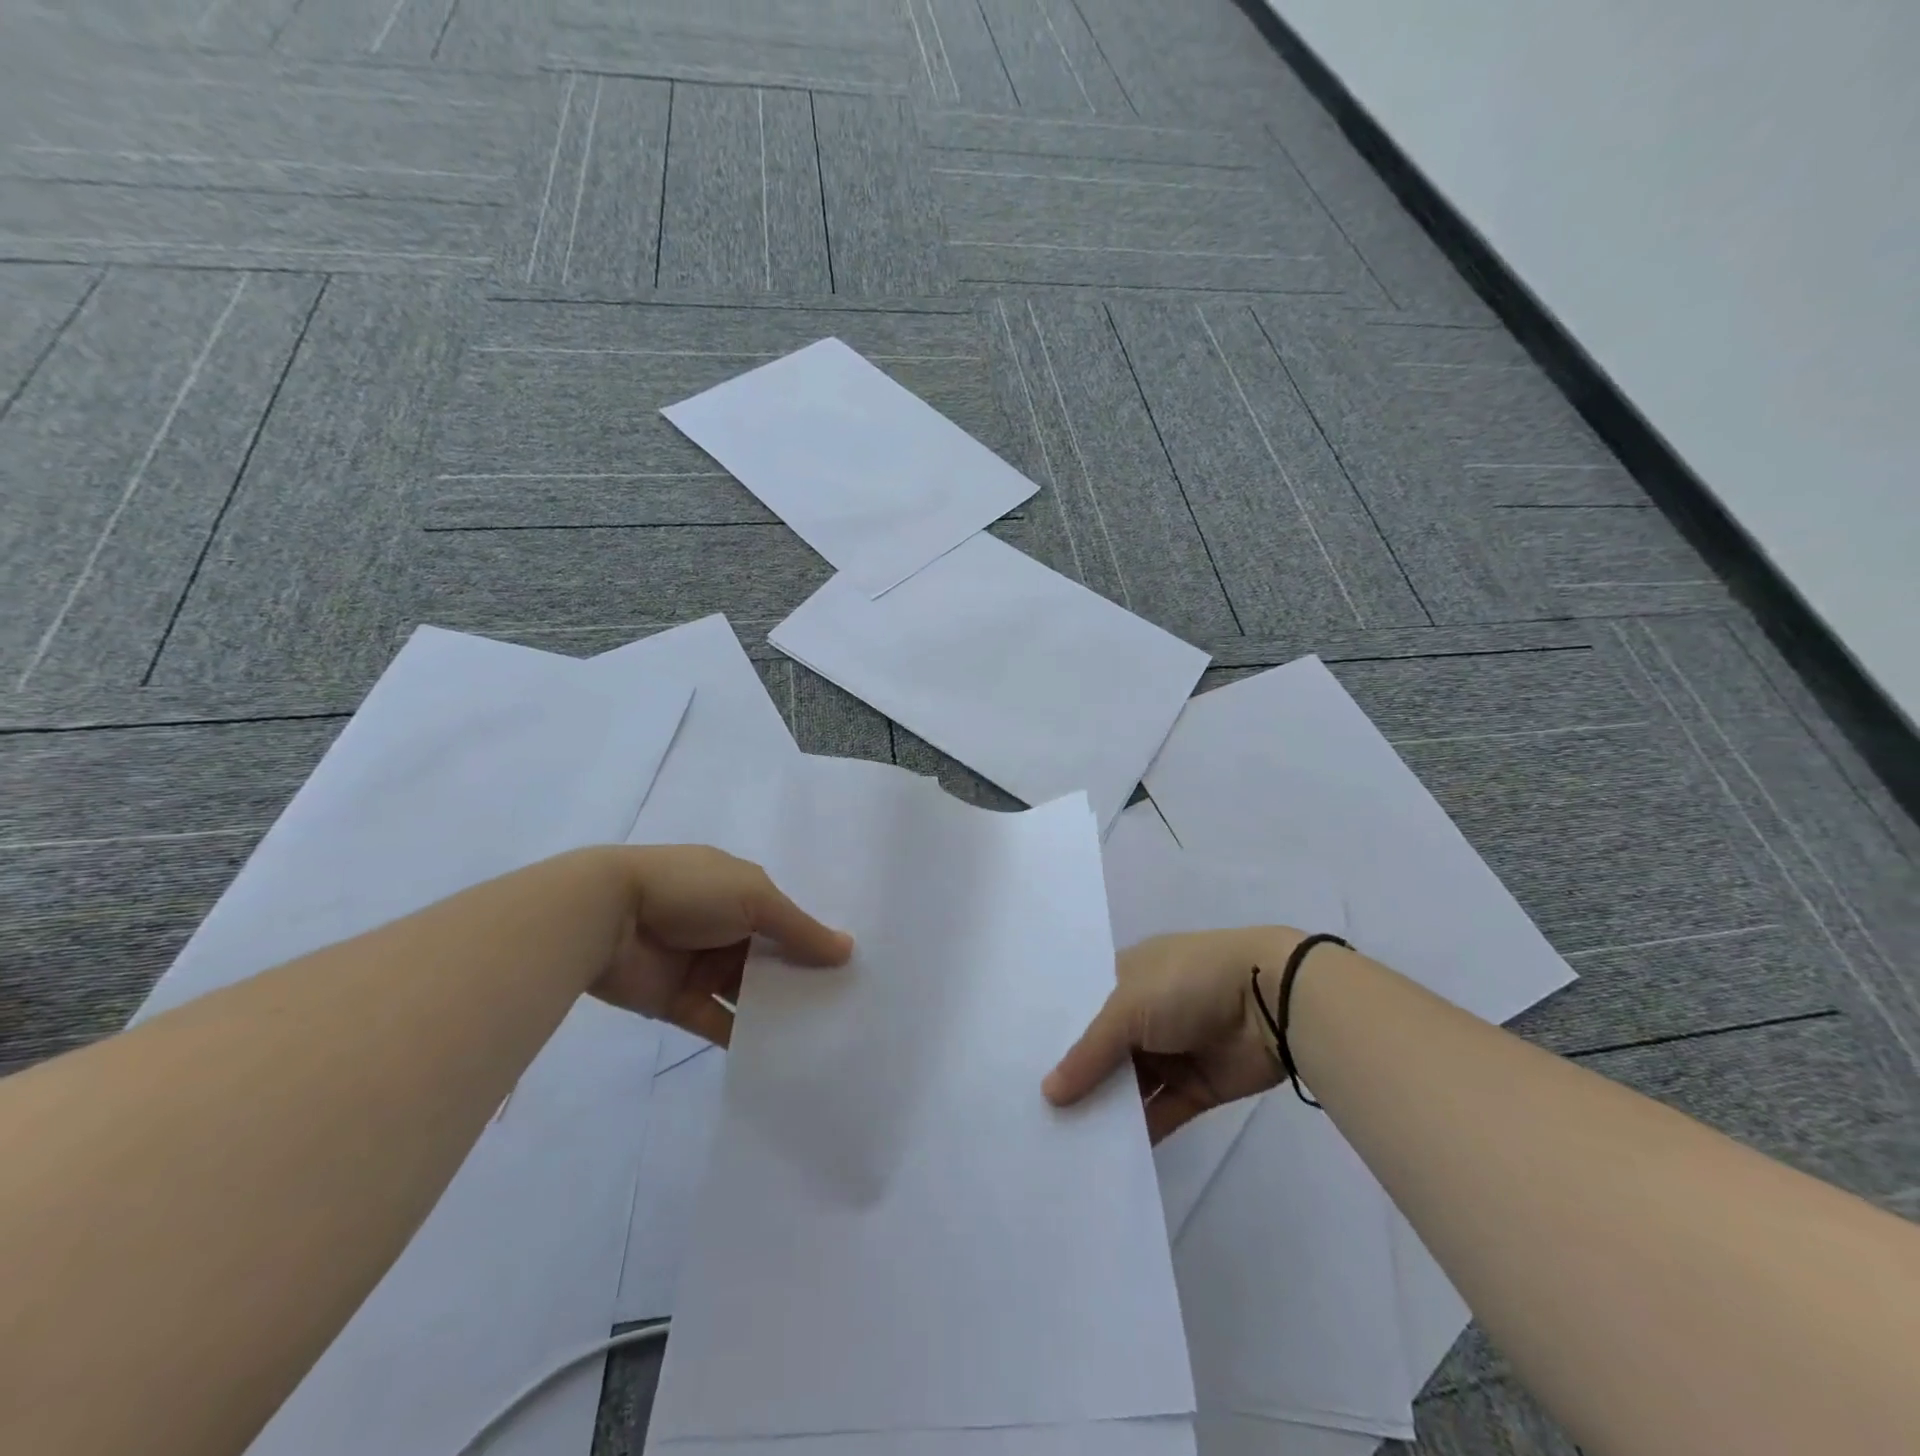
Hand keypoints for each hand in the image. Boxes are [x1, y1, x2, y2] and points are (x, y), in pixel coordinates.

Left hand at [590, 845, 852, 1047]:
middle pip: (772, 959)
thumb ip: (799, 929)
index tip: (851, 970)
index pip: (788, 920)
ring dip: (778, 1010)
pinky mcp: (679, 1003)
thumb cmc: (689, 893)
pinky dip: (745, 1036)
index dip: (815, 942)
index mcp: (742, 892)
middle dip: (802, 980)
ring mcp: (701, 966)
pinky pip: (720, 1022)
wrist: (606, 917)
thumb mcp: (754, 898)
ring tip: (822, 1037)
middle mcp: (726, 928)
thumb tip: (847, 950)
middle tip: (846, 1010)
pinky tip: (780, 1055)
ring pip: (749, 992)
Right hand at [1043, 927, 1305, 1141]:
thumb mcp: (1127, 1007)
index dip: (1054, 1033)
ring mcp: (1172, 1050)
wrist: (1270, 1001)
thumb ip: (1089, 1053)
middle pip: (1102, 1049)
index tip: (1019, 1065)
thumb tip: (1048, 1094)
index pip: (1081, 1005)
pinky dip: (1139, 1133)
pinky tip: (1106, 1157)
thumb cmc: (1187, 983)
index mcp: (1127, 976)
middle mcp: (1145, 1012)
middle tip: (1032, 1114)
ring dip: (1104, 1109)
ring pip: (1129, 1085)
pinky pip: (1160, 1112)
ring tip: (1061, 1141)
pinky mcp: (1196, 1087)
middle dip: (1075, 1078)